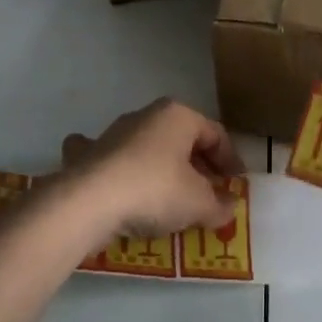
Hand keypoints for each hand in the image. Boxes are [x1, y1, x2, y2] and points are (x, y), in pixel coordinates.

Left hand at [60, 99, 246, 239]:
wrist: (89, 201)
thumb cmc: (155, 191)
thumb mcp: (199, 203)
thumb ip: (219, 204)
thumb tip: (229, 206)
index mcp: (179, 116)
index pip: (215, 134)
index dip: (230, 160)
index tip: (236, 184)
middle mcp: (146, 115)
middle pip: (181, 139)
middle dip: (196, 164)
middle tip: (207, 192)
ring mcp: (112, 132)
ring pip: (145, 145)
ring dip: (159, 165)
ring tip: (168, 195)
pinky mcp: (86, 154)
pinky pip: (107, 157)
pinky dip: (114, 166)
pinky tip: (114, 180)